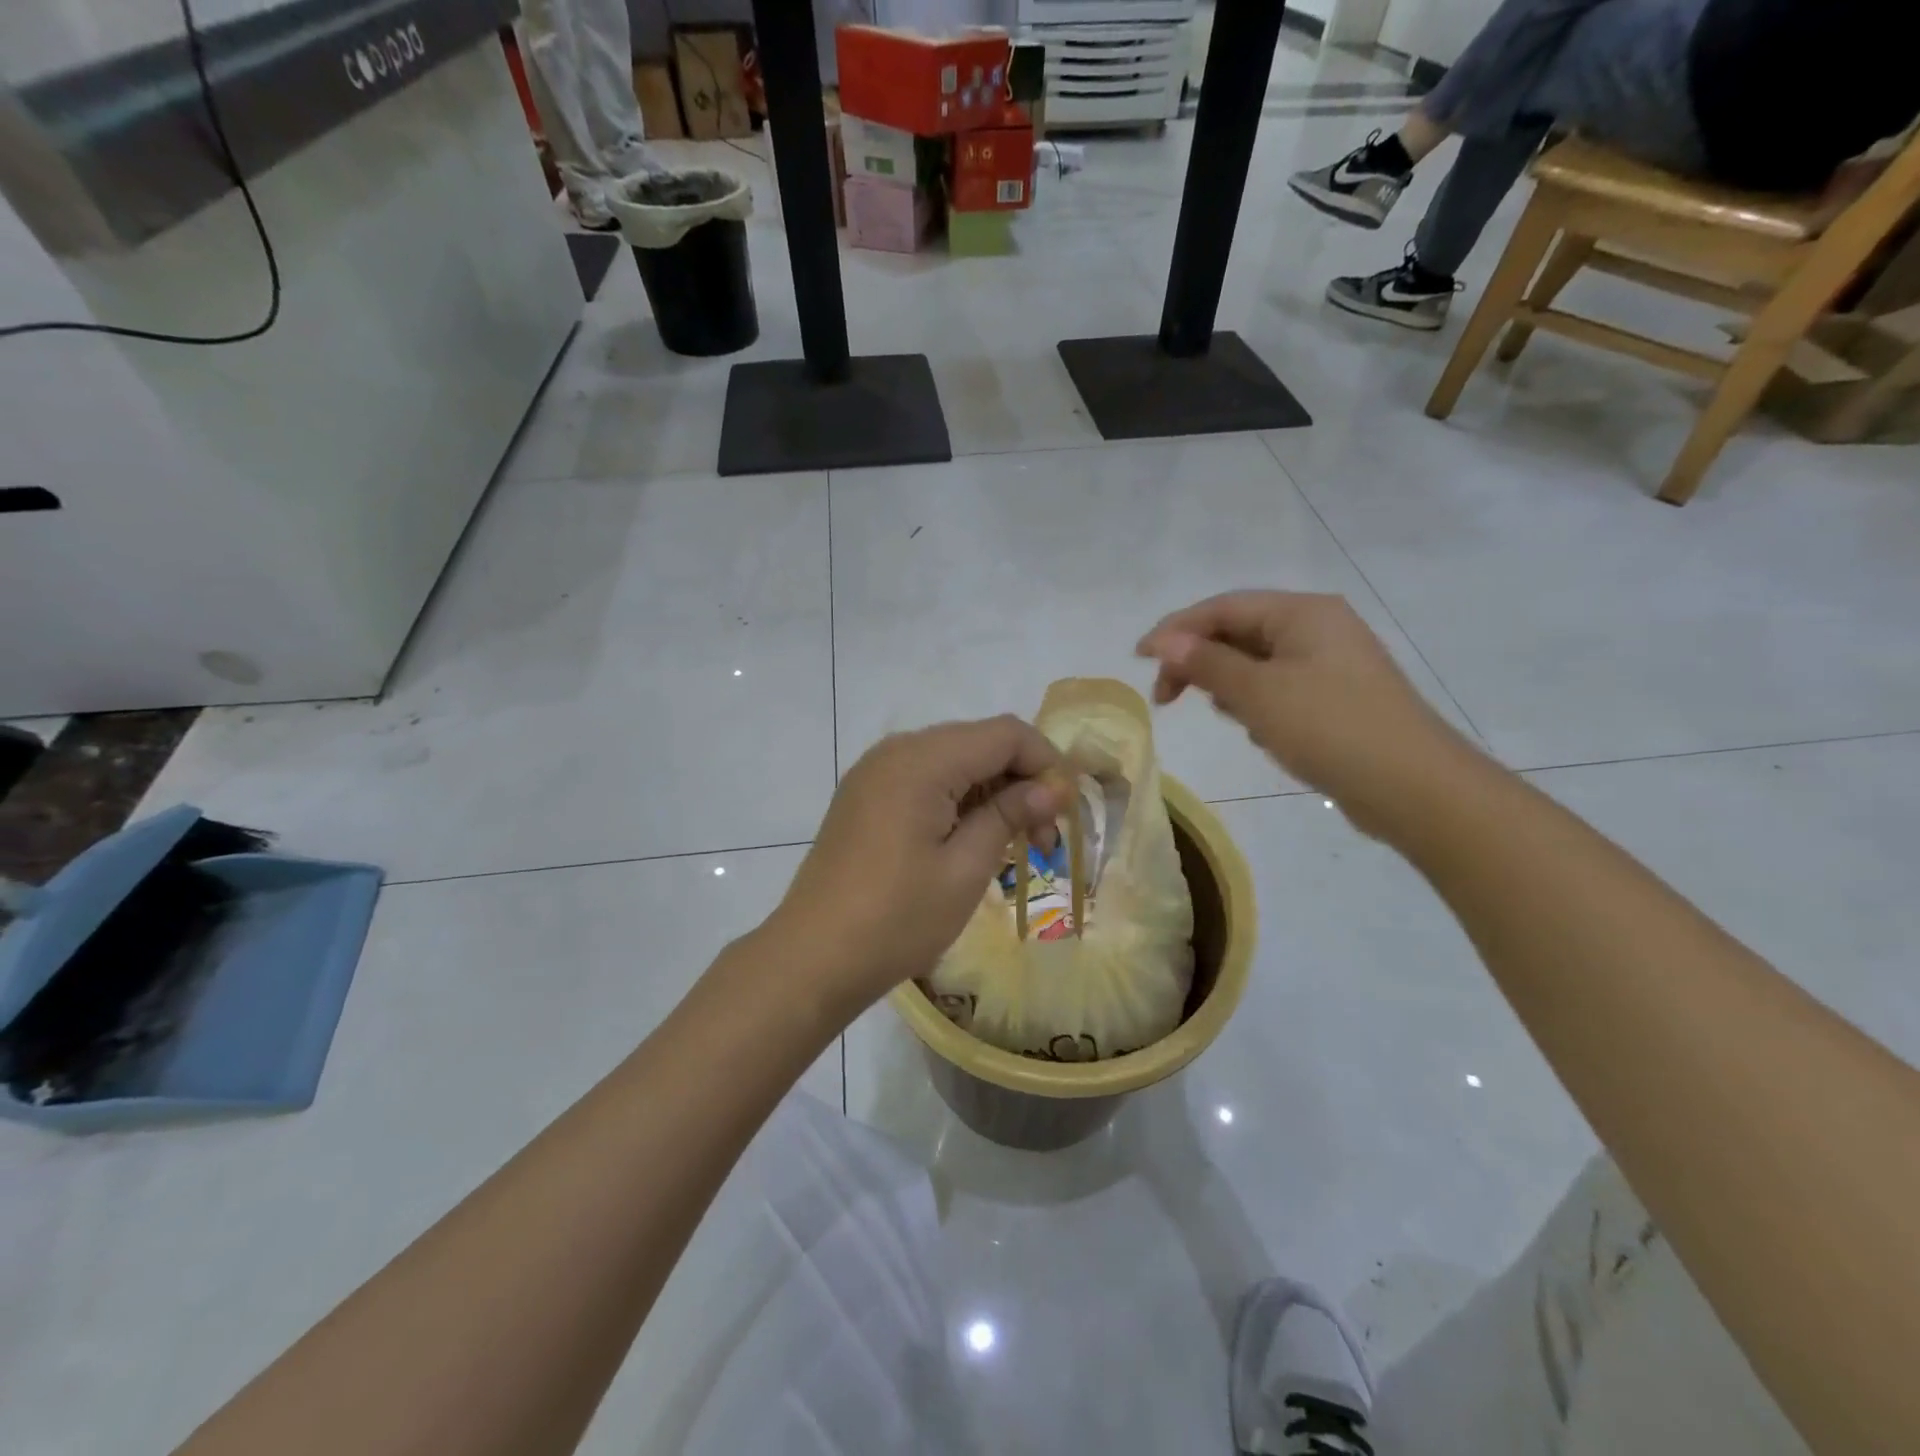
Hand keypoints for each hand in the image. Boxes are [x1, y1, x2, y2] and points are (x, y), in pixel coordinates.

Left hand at [768, 717, 1072, 1012]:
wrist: (813, 957)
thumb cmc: (897, 918)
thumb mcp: (965, 868)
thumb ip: (1010, 815)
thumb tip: (1053, 787)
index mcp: (921, 760)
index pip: (1005, 733)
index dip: (1046, 763)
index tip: (1066, 812)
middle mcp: (896, 751)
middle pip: (979, 742)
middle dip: (1021, 779)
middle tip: (1045, 837)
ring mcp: (876, 772)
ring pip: (954, 760)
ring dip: (991, 792)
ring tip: (1013, 845)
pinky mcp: (866, 796)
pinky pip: (925, 779)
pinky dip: (958, 800)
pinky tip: (971, 840)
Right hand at [1137, 591, 1474, 832]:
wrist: (1414, 788)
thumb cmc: (1329, 728)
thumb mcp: (1257, 693)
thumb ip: (1207, 663)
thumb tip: (1166, 642)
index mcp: (1302, 613)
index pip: (1223, 608)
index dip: (1175, 630)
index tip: (1138, 659)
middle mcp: (1318, 627)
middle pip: (1238, 633)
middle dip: (1201, 663)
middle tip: (1167, 699)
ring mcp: (1331, 663)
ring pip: (1257, 664)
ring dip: (1230, 687)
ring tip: (1230, 718)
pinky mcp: (1336, 697)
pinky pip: (1279, 689)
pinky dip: (1258, 705)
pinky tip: (1261, 732)